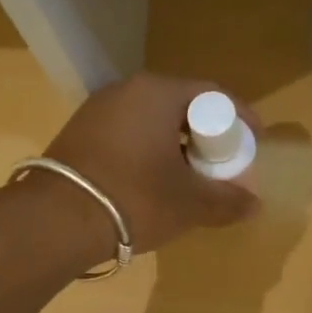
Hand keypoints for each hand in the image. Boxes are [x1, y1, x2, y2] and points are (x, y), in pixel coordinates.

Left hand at [43, 71, 258, 253]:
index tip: (255, 142)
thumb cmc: (135, 199)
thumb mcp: (190, 204)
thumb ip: (227, 200)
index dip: (240, 119)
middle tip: (224, 164)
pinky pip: (129, 137)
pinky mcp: (79, 136)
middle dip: (208, 136)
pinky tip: (155, 184)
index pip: (213, 95)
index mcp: (158, 93)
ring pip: (152, 123)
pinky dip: (150, 154)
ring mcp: (97, 111)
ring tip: (192, 179)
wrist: (57, 221)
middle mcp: (126, 91)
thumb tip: (254, 204)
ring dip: (177, 147)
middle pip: (181, 107)